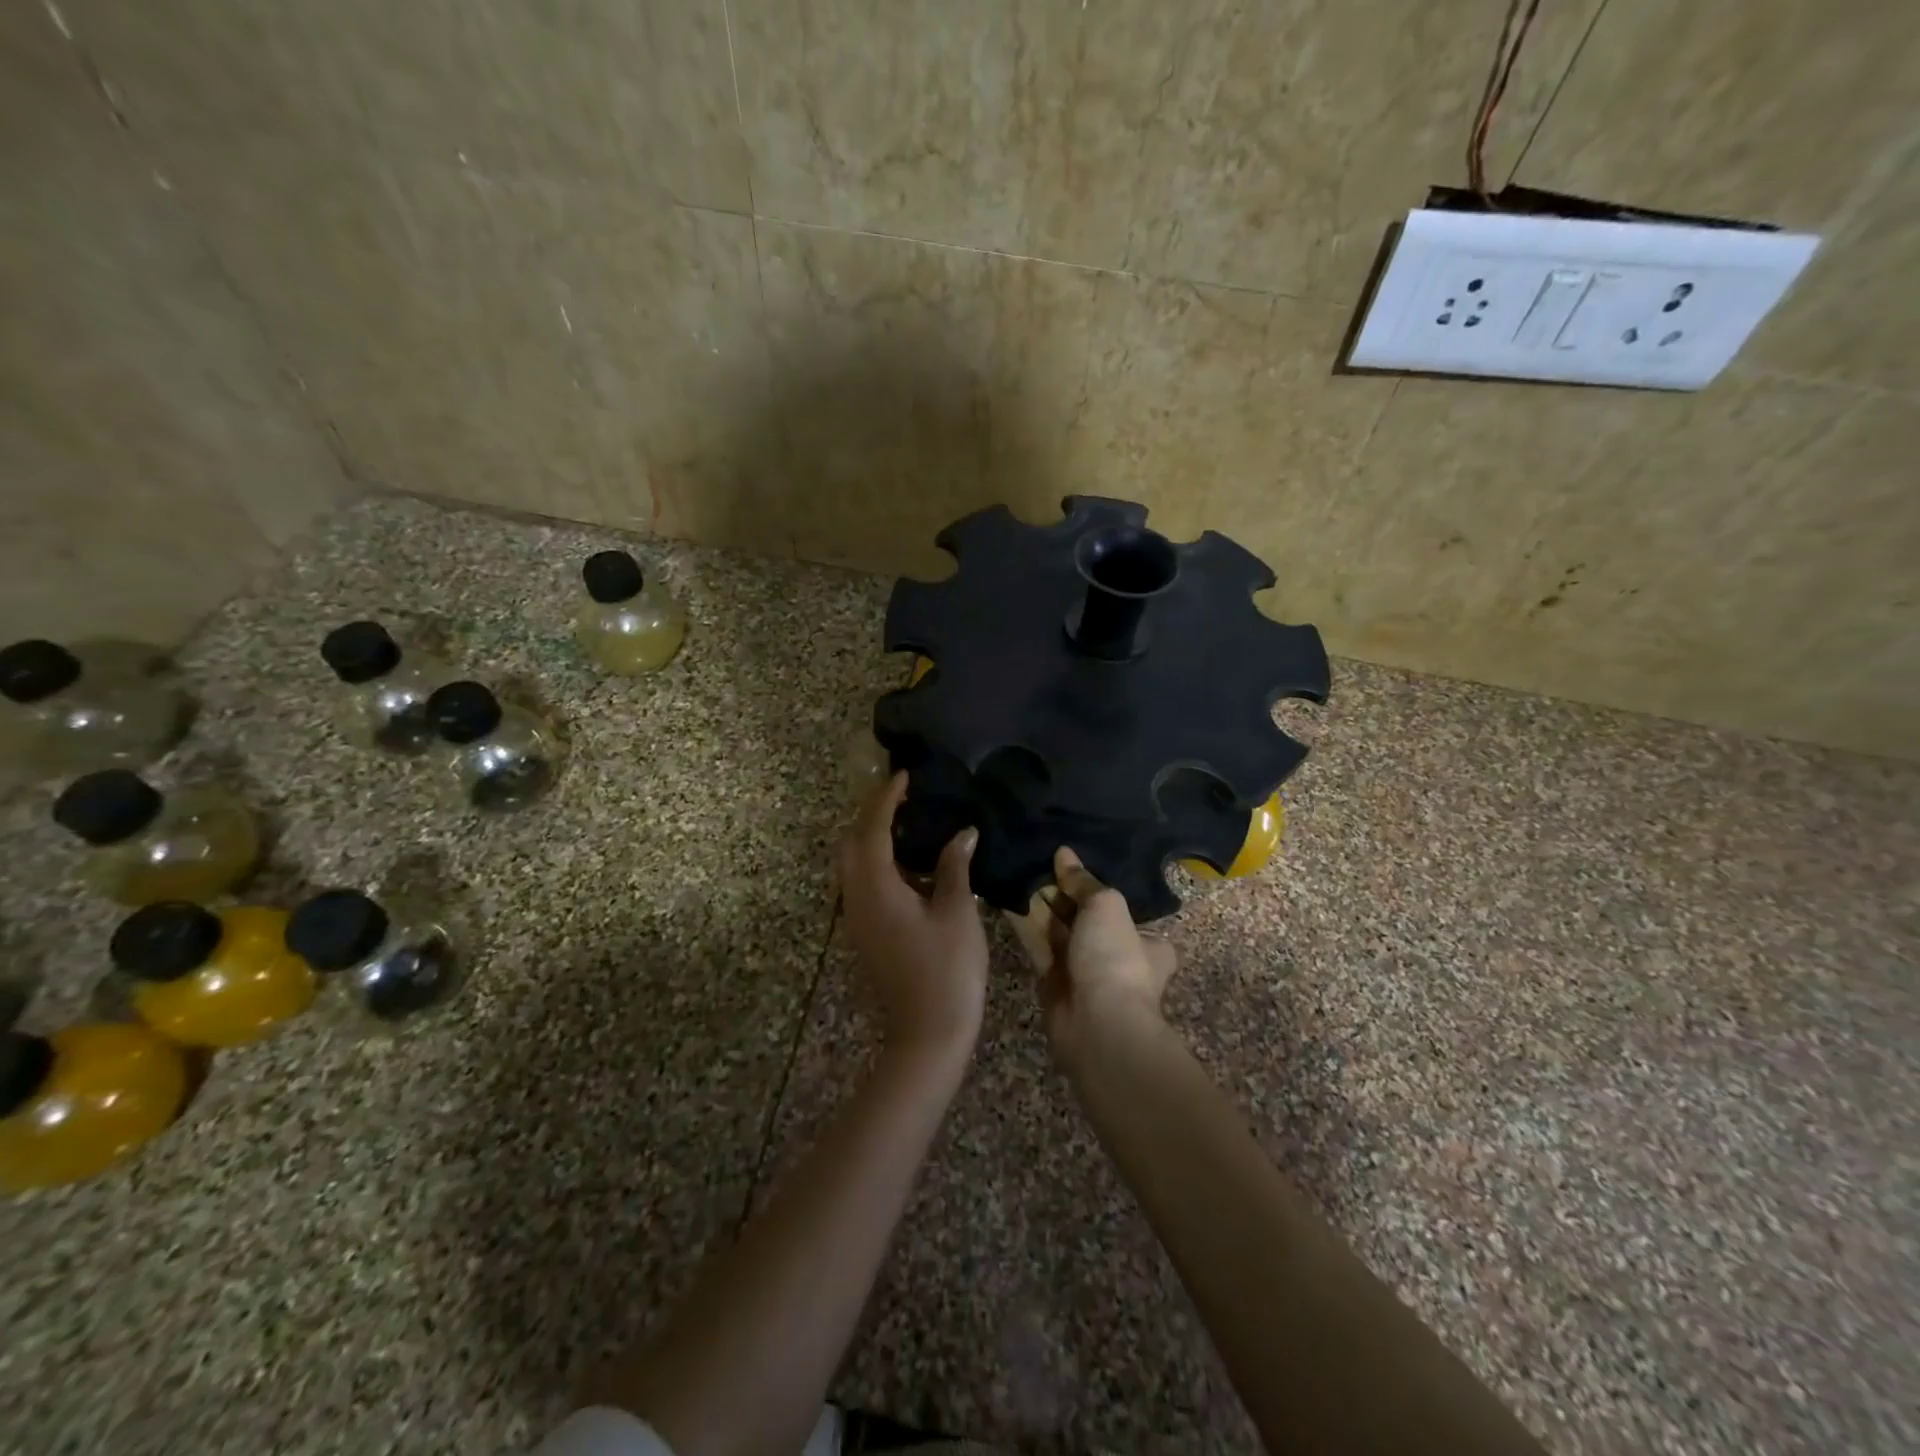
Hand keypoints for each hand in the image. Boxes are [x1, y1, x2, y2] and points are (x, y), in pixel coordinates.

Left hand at [835, 772, 987, 1064]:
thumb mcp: (956, 911)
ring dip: (873, 838)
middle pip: (851, 843)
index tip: (904, 776)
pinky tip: (910, 862)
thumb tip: (963, 832)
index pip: (872, 829)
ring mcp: (857, 918)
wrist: (927, 1033)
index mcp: (876, 887)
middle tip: (905, 796)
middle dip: (871, 814)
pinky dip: (878, 861)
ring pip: (852, 864)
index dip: (885, 798)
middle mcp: (856, 897)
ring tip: (909, 821)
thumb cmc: (947, 969)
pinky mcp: (865, 933)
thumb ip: (954, 866)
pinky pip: (862, 883)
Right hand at [1007, 847, 1178, 1064]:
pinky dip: (1023, 921)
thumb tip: (1064, 853)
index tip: (1072, 862)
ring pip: (1058, 928)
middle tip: (1037, 858)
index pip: (1122, 907)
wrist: (1097, 1025)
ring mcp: (1083, 969)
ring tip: (1017, 868)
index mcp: (1147, 940)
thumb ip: (1084, 881)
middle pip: (1085, 915)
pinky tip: (1006, 894)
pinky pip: (1036, 943)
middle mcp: (1116, 954)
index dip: (1096, 885)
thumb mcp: (1106, 905)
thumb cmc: (1115, 958)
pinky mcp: (1052, 980)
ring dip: (1040, 902)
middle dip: (1063, 891)